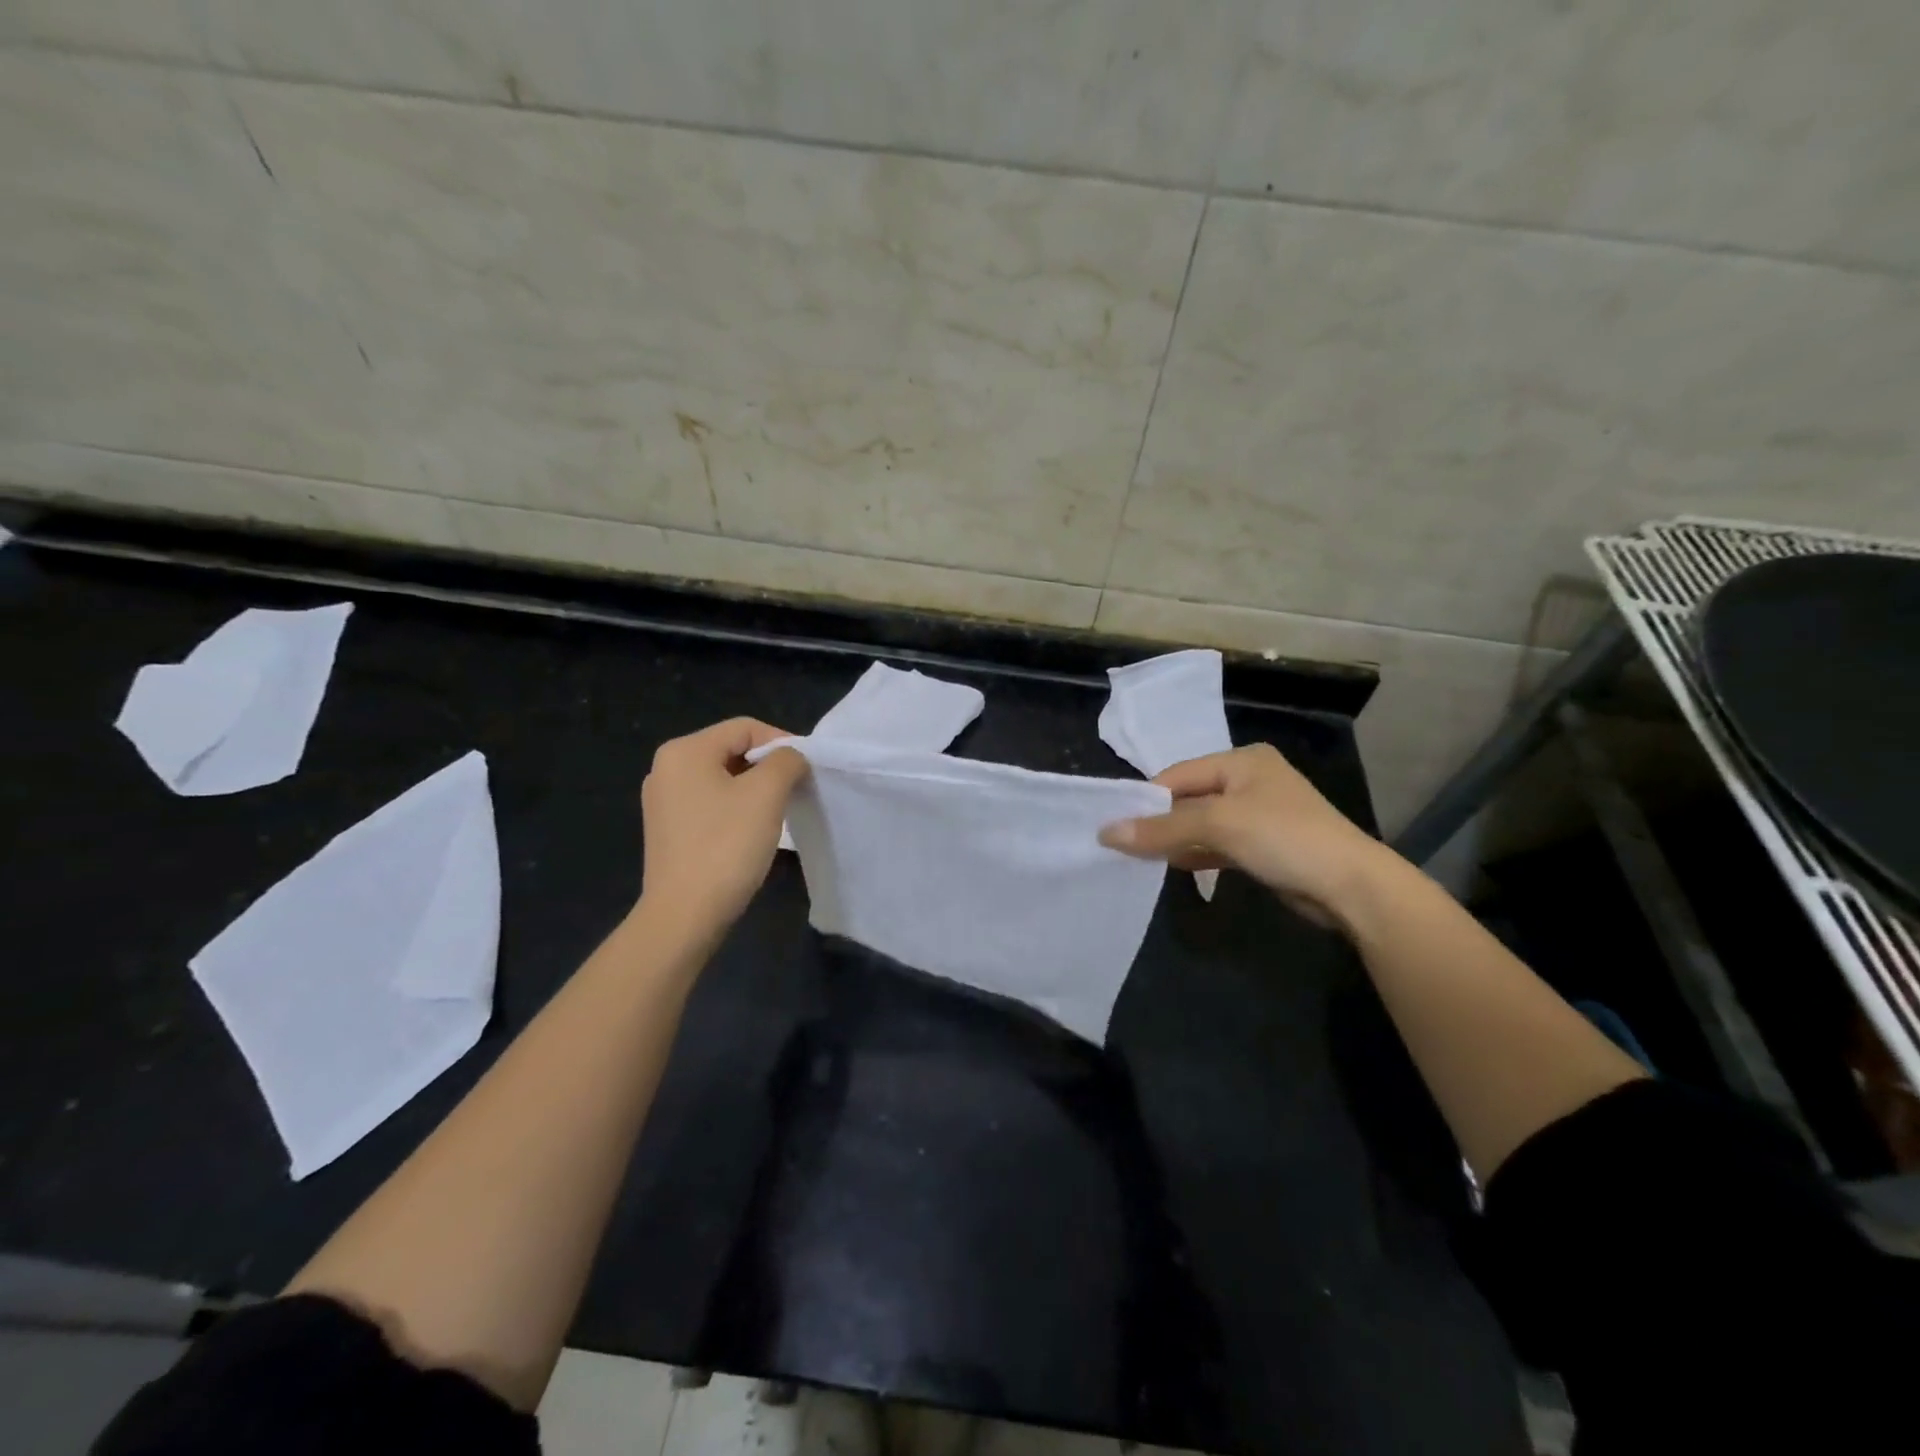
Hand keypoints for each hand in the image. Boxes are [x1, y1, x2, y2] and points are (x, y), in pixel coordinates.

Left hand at [637, 718, 806, 939]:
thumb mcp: (766, 794)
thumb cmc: (726, 846)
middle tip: (796, 791)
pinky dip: (736, 809)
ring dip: (755, 789)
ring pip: (723, 779)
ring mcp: (663, 801)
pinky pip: (710, 803)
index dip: (782, 742)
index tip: (807, 770)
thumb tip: (791, 758)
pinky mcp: (668, 830)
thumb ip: (786, 761)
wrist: (684, 915)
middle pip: (732, 750)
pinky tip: (752, 832)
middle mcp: (666, 768)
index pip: (745, 728)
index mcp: (684, 751)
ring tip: (778, 813)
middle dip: (768, 767)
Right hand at [1099, 743, 1396, 929]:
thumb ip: (1161, 829)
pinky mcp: (1264, 846)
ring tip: (1140, 859)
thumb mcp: (1218, 825)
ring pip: (1202, 824)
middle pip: (1189, 799)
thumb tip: (1105, 833)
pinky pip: (1218, 845)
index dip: (1146, 800)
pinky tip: (1173, 867)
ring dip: (1176, 841)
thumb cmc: (1284, 838)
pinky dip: (1196, 854)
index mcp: (1241, 760)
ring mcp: (1258, 815)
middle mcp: (1249, 781)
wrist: (1352, 887)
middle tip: (1123, 845)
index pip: (1178, 775)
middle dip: (1159, 822)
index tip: (1114, 826)